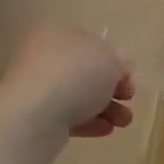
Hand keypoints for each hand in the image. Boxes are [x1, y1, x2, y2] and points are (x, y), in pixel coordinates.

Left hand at [0, 24, 135, 147]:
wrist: (35, 114)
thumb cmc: (74, 74)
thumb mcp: (109, 61)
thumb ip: (119, 64)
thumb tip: (121, 70)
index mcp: (57, 32)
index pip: (90, 43)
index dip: (114, 60)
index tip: (130, 78)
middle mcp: (43, 55)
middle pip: (84, 71)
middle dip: (111, 88)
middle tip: (129, 99)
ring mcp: (36, 86)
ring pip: (77, 95)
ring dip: (105, 108)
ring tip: (124, 122)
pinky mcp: (34, 116)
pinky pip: (65, 116)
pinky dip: (87, 121)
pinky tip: (106, 130)